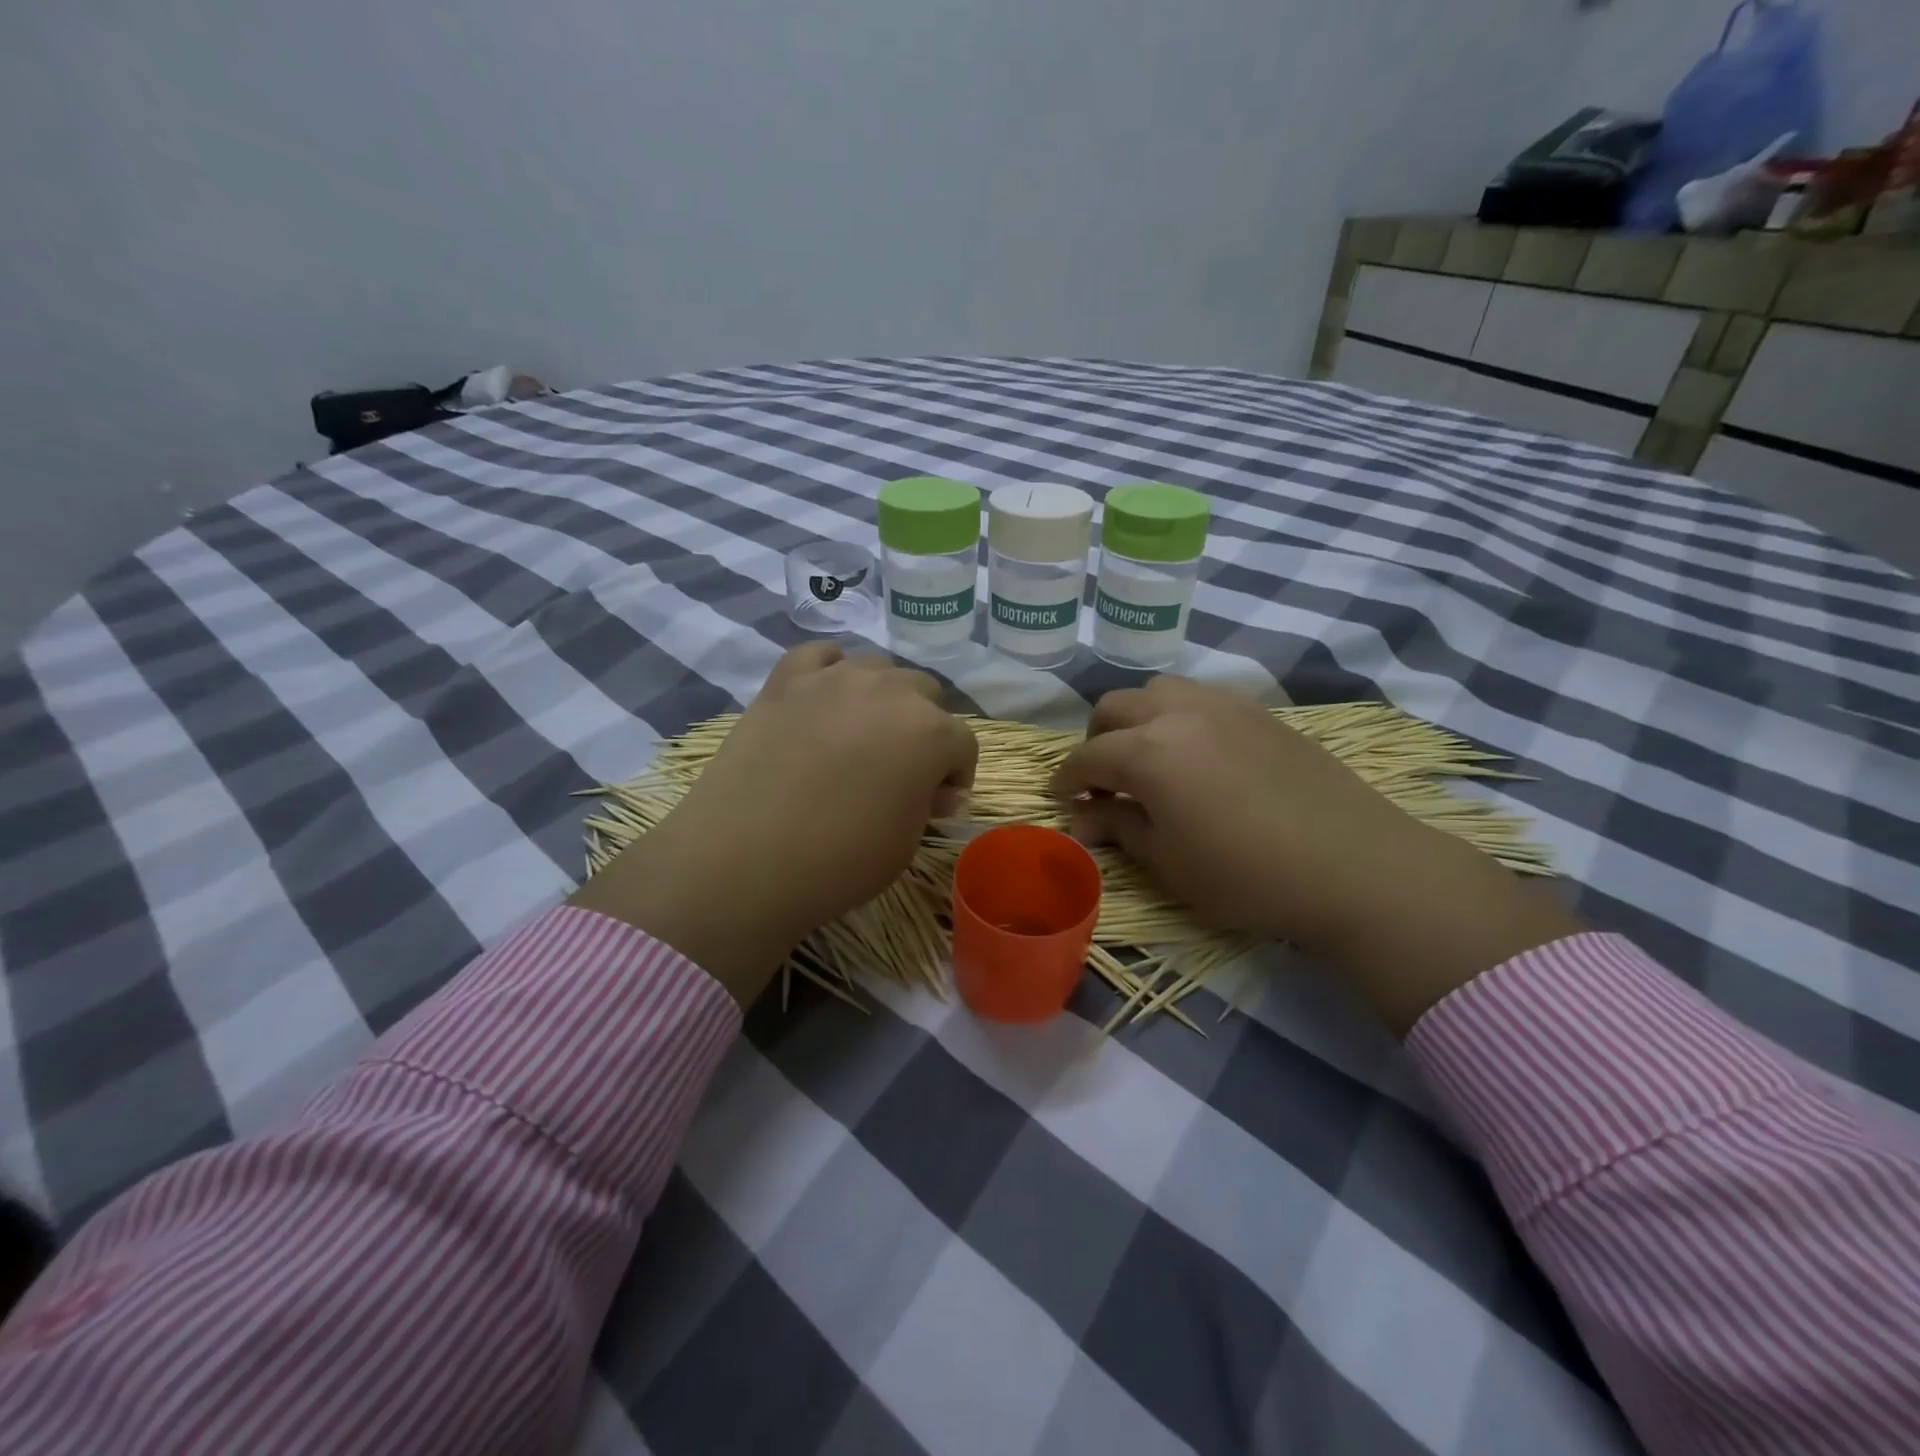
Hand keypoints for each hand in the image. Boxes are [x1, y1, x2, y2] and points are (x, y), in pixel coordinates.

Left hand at [572, 644, 976, 1005]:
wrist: (743, 859)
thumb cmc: (839, 860)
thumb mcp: (906, 844)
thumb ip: (927, 804)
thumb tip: (930, 788)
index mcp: (931, 731)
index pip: (963, 743)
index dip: (956, 775)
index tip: (938, 804)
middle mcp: (890, 690)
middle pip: (926, 694)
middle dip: (925, 728)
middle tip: (903, 768)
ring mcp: (834, 678)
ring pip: (878, 668)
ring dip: (884, 697)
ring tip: (863, 733)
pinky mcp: (786, 680)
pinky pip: (820, 656)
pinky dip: (831, 671)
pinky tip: (825, 698)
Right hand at [1052, 676, 1580, 1033]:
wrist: (1354, 865)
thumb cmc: (1247, 875)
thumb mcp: (1169, 862)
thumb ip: (1118, 828)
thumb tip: (1081, 817)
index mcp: (1148, 751)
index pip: (1087, 757)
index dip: (1066, 778)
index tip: (1060, 798)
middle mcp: (1178, 713)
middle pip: (1114, 707)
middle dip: (1096, 740)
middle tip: (1104, 780)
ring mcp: (1223, 705)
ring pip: (1158, 690)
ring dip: (1137, 718)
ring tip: (1148, 758)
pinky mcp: (1259, 712)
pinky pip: (1200, 697)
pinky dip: (1178, 716)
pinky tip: (1196, 755)